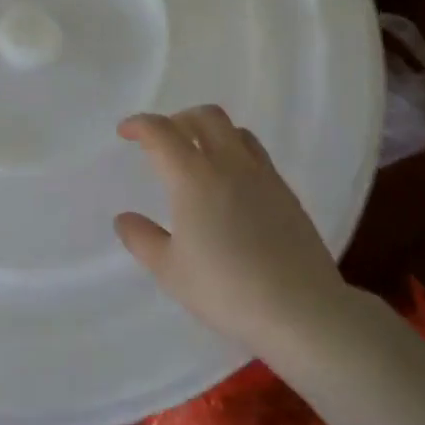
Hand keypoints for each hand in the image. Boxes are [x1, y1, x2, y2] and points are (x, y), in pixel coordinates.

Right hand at [114, 105, 347, 352]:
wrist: (299, 308)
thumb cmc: (225, 289)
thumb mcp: (170, 271)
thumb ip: (143, 239)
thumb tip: (124, 218)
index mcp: (194, 178)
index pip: (162, 132)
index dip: (140, 125)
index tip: (126, 132)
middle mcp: (230, 165)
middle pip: (205, 117)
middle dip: (179, 120)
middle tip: (163, 140)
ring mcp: (263, 176)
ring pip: (236, 131)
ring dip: (211, 132)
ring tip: (199, 157)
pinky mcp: (286, 193)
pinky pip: (257, 155)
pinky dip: (236, 153)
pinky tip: (232, 186)